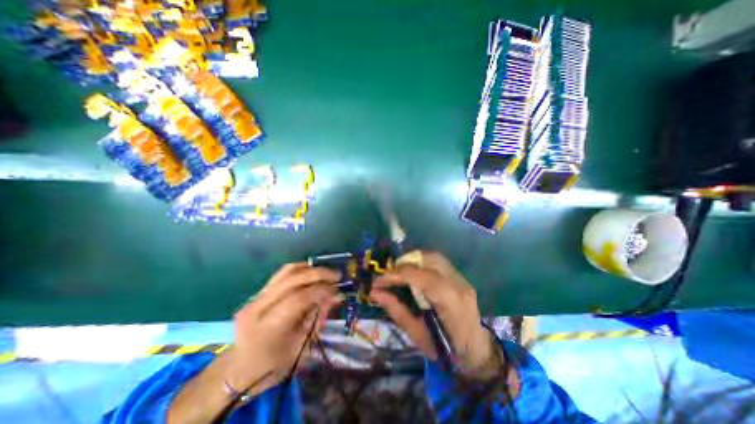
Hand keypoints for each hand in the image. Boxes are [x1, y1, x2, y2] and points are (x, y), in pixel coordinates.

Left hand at [226, 263, 339, 394]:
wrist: (240, 370)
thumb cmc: (273, 365)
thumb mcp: (301, 345)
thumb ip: (318, 317)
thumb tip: (335, 295)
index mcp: (266, 328)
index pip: (298, 299)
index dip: (320, 291)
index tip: (336, 289)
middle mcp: (257, 307)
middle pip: (292, 280)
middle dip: (318, 274)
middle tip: (336, 276)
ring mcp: (255, 298)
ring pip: (286, 272)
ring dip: (310, 269)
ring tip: (326, 273)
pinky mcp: (258, 293)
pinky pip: (282, 274)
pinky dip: (300, 270)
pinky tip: (312, 273)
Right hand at [370, 252, 500, 379]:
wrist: (476, 351)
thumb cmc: (446, 350)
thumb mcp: (417, 335)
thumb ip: (396, 310)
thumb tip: (375, 293)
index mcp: (451, 304)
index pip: (422, 278)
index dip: (397, 275)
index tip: (378, 281)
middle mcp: (460, 286)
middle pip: (430, 260)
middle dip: (404, 264)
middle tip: (388, 275)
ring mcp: (463, 279)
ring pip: (435, 257)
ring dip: (413, 260)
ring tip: (398, 272)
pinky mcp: (461, 278)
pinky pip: (439, 262)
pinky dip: (422, 263)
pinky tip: (413, 272)